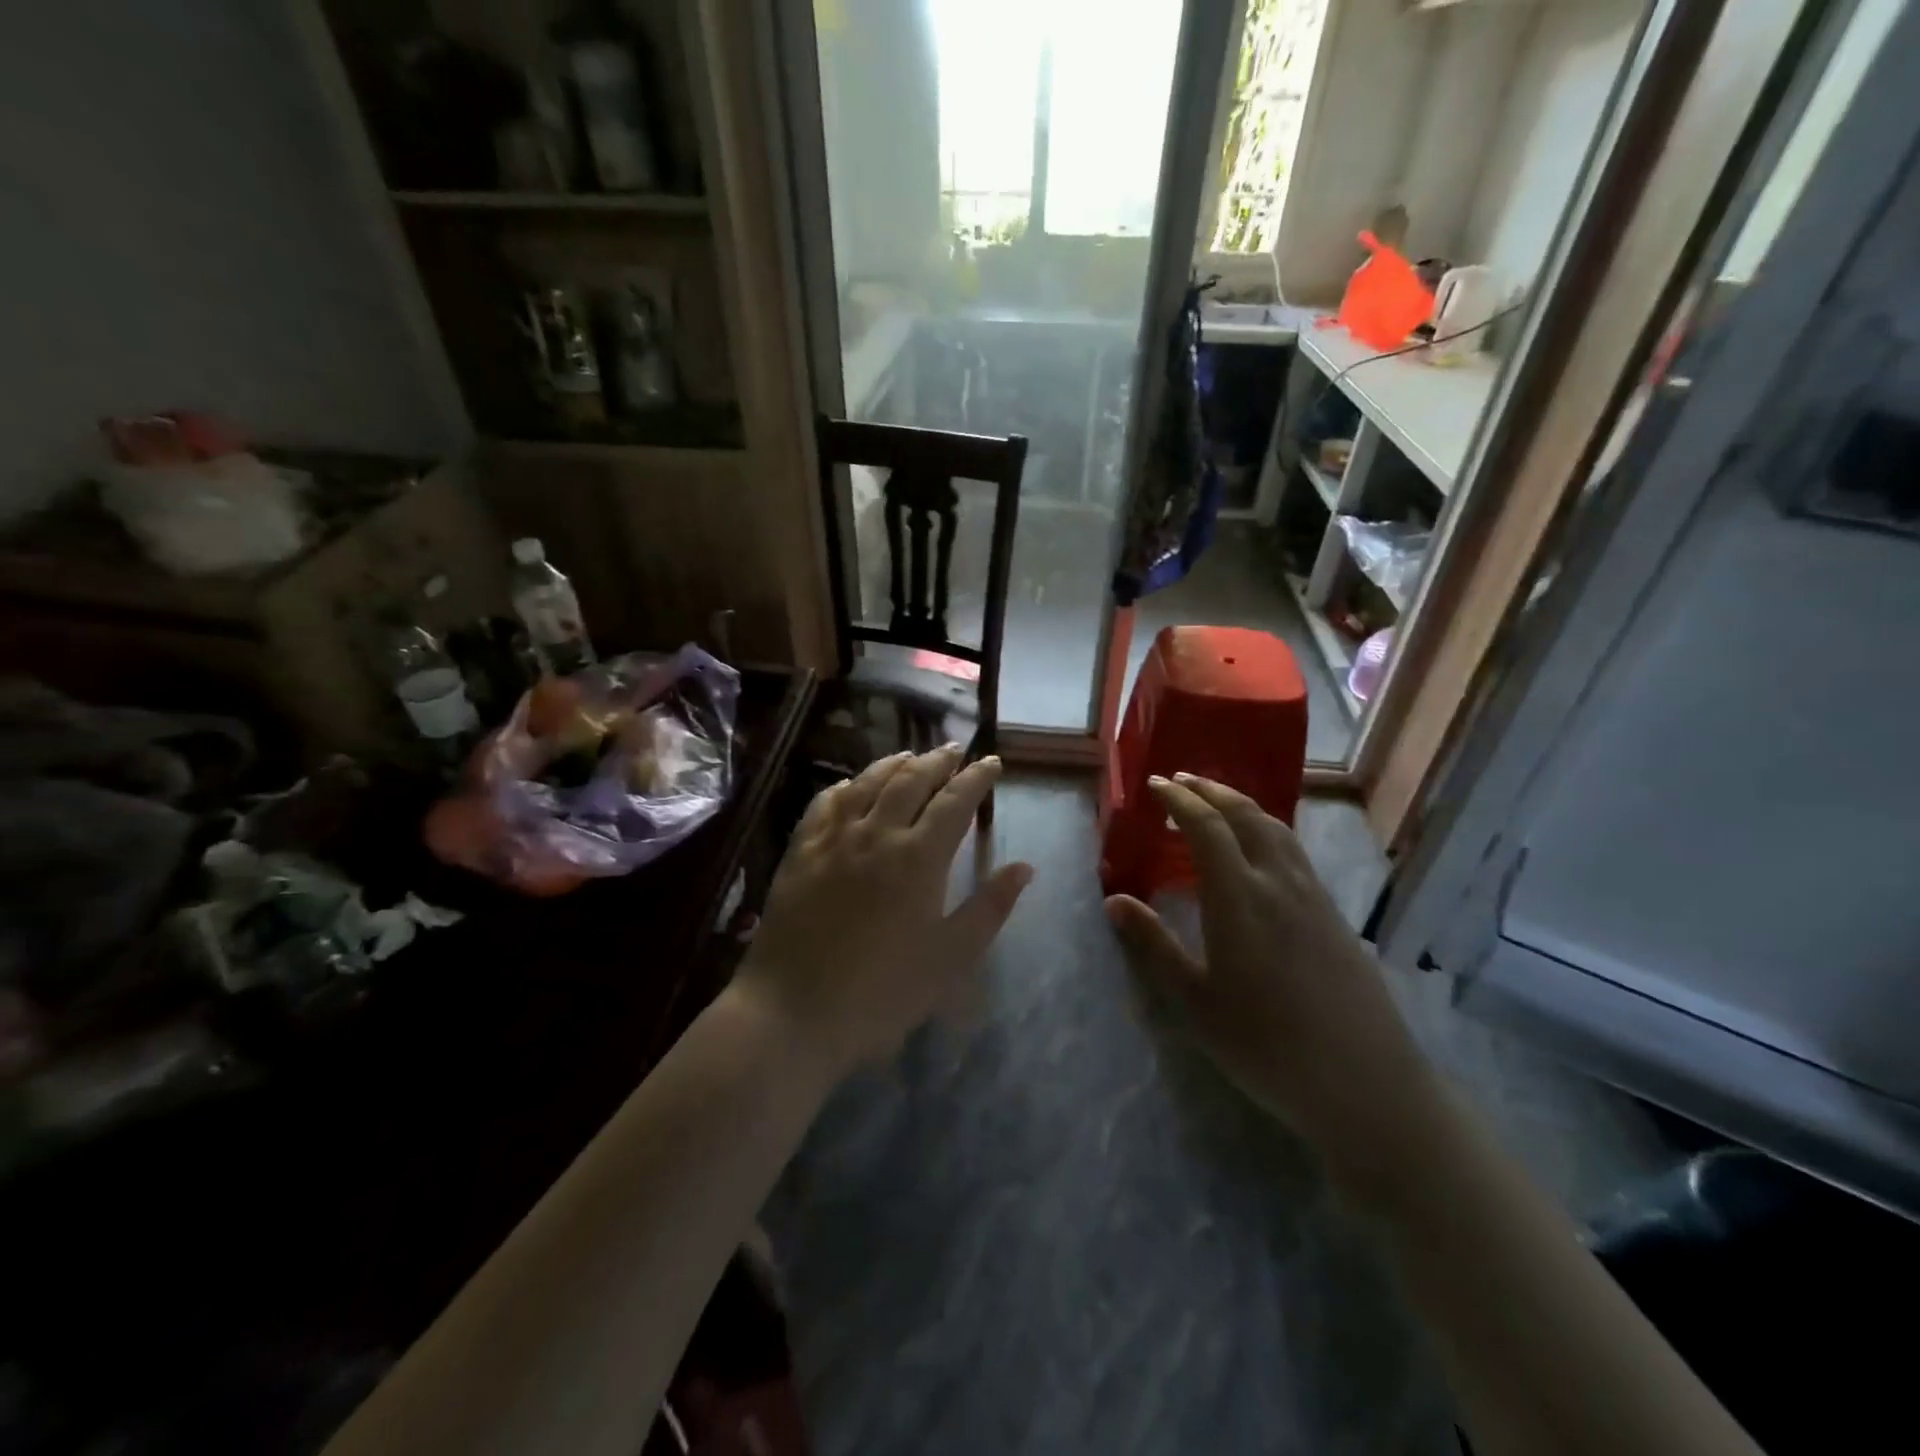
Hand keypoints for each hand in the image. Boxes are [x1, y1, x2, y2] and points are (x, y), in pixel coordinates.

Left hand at [733, 746, 1033, 1078]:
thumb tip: (1024, 867)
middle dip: (937, 761)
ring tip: (910, 756)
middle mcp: (877, 834)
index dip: (976, 778)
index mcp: (919, 857)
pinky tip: (850, 785)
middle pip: (911, 781)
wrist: (793, 1010)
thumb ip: (989, 908)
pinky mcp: (800, 852)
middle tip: (955, 751)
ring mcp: (833, 840)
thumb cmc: (882, 992)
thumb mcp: (950, 958)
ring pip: (867, 784)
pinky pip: (825, 804)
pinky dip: (845, 786)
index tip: (991, 763)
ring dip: (893, 764)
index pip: (955, 801)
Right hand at [1106, 774, 1440, 1190]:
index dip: (1178, 799)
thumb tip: (1114, 899)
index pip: (1205, 827)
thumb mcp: (1195, 1000)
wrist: (1365, 1084)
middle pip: (1245, 815)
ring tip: (1217, 802)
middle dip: (1210, 790)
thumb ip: (1155, 943)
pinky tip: (1259, 851)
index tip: (1155, 784)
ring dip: (1242, 805)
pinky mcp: (1334, 915)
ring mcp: (1313, 896)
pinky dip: (1267, 830)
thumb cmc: (1266, 1045)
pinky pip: (1294, 851)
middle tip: (1182, 780)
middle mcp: (1278, 882)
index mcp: (1239, 897)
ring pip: (1276, 829)